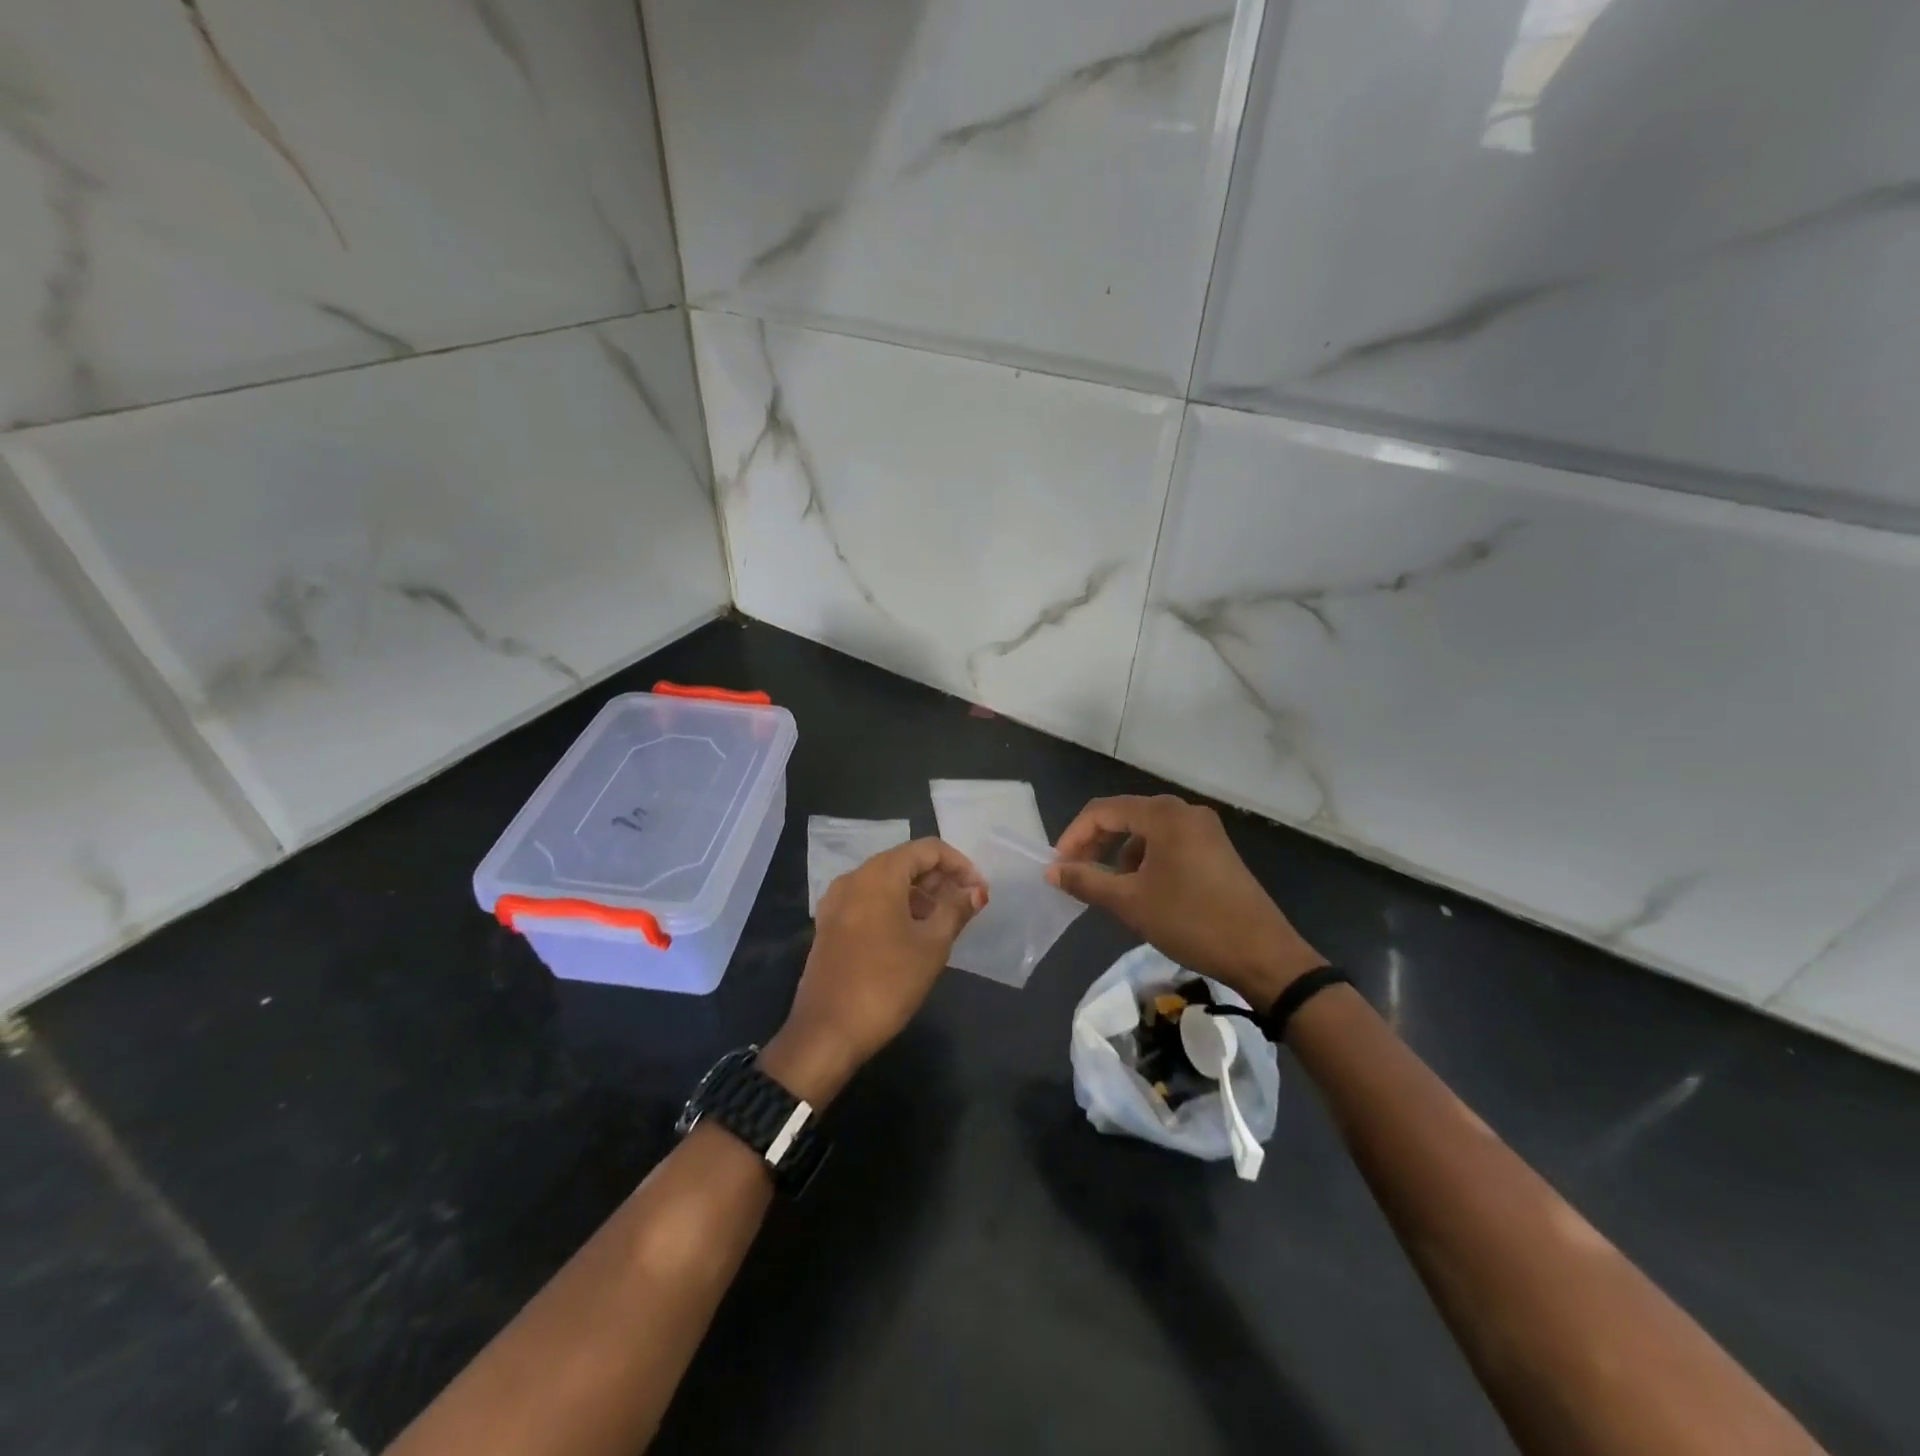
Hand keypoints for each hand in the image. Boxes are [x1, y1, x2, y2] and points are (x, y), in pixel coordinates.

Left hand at [763, 838, 986, 1107]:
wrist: (827, 1032)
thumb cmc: (887, 983)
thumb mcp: (932, 945)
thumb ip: (955, 910)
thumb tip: (976, 891)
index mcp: (879, 874)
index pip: (927, 849)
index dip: (960, 865)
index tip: (979, 892)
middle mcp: (854, 878)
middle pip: (905, 862)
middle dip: (939, 878)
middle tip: (966, 906)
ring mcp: (837, 901)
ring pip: (887, 882)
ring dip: (919, 894)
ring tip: (945, 922)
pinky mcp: (830, 925)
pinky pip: (869, 901)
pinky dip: (896, 906)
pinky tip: (913, 934)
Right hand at [1047, 795, 1325, 1011]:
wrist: (1263, 954)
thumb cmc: (1192, 921)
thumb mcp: (1130, 903)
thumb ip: (1087, 881)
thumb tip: (1052, 871)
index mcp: (1163, 815)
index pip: (1103, 811)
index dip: (1074, 836)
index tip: (1058, 867)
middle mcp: (1184, 811)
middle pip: (1125, 816)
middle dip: (1096, 843)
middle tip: (1075, 874)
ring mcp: (1204, 829)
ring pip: (1147, 832)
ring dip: (1120, 854)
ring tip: (1109, 888)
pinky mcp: (1216, 850)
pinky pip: (1168, 844)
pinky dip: (1146, 860)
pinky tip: (1143, 891)